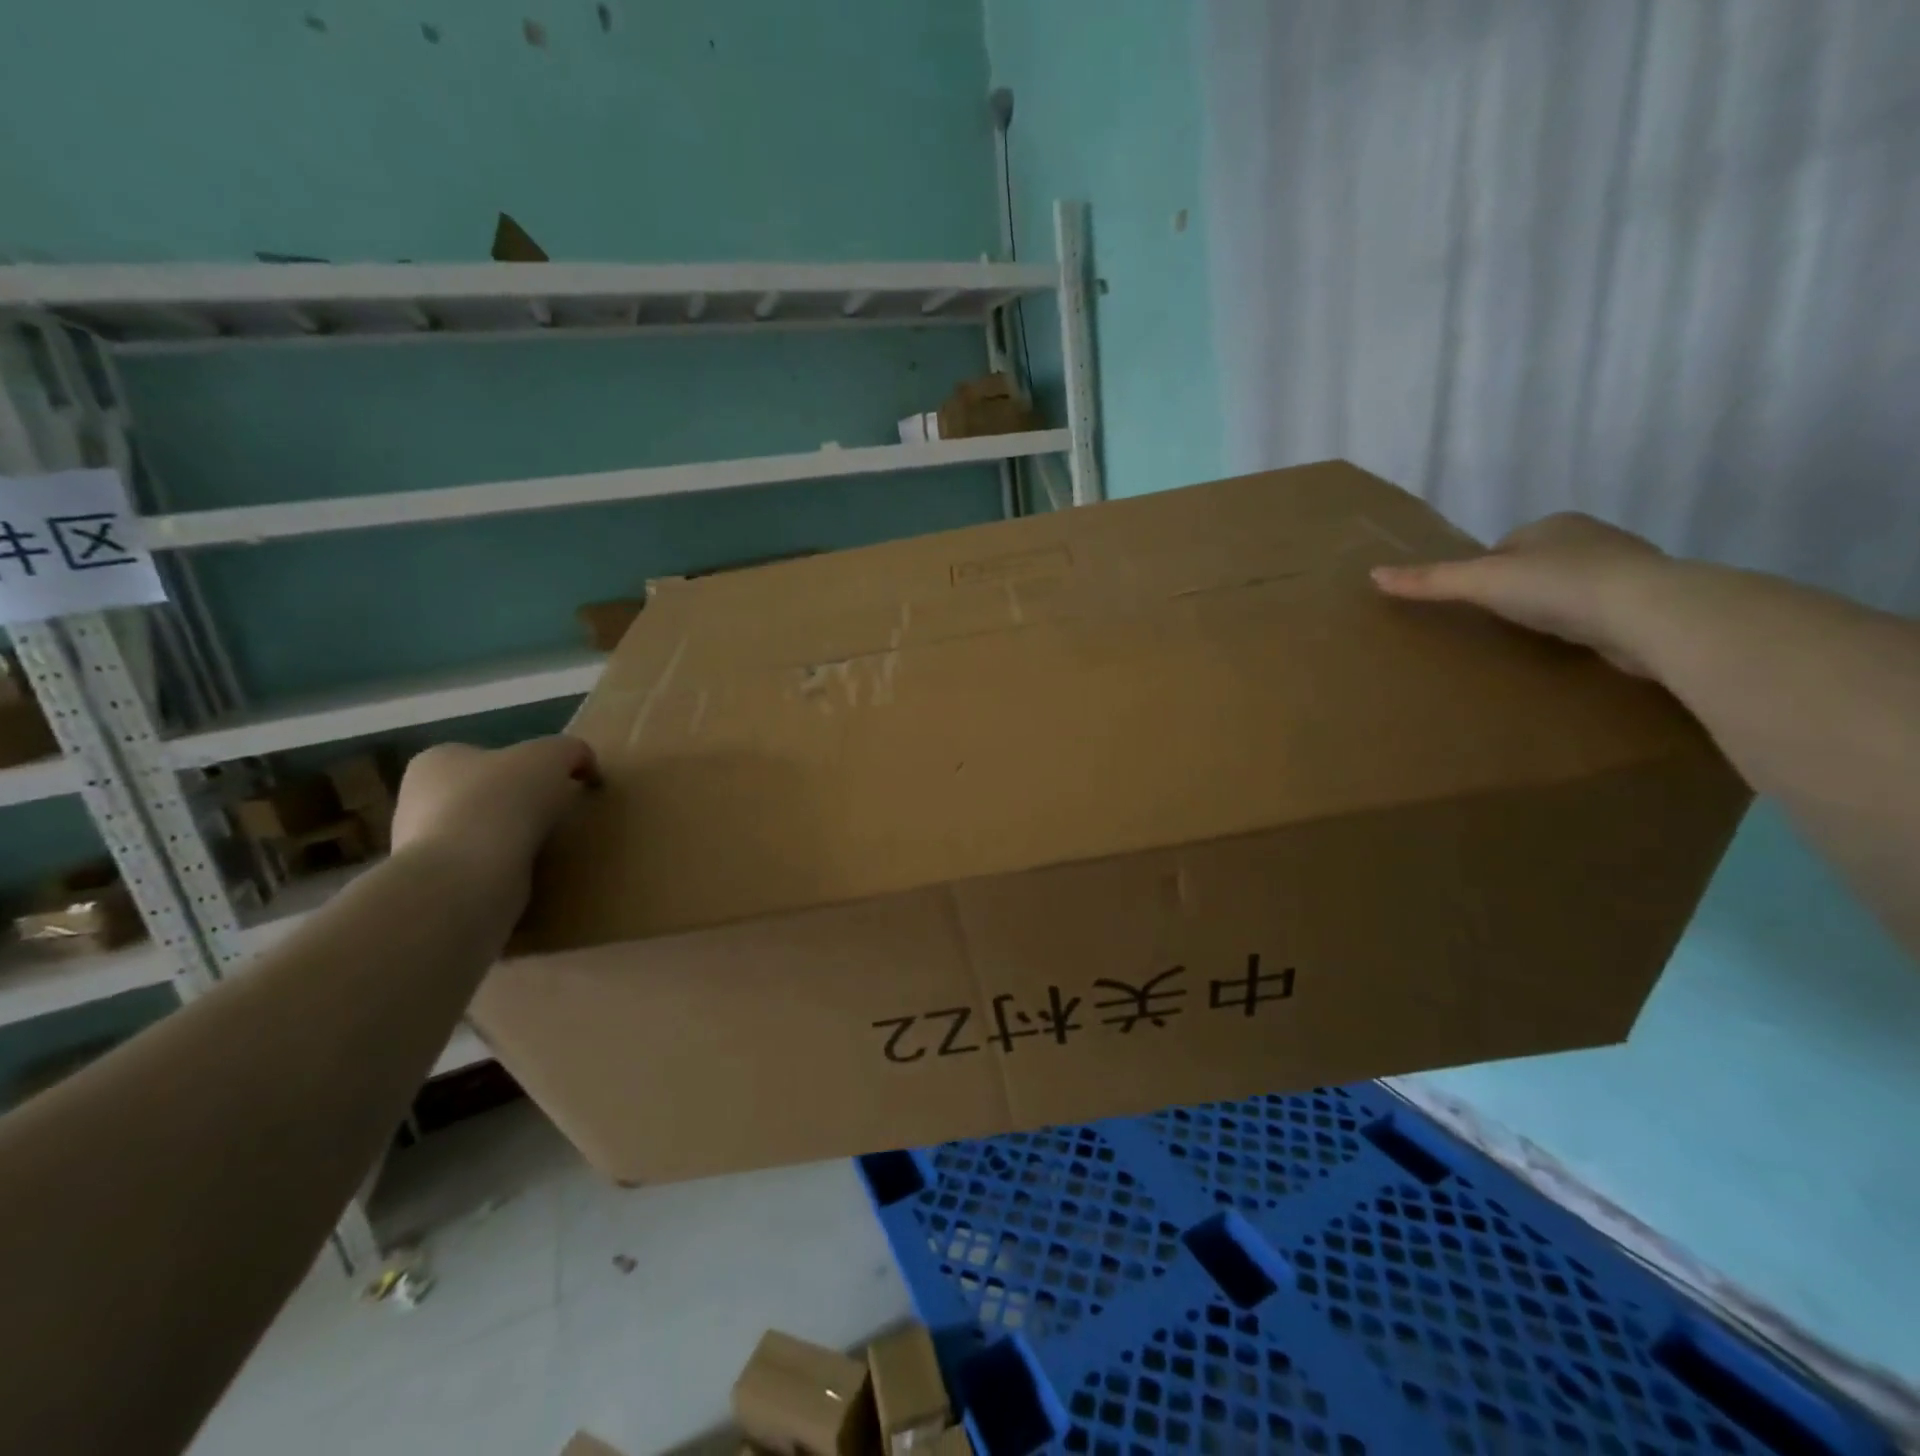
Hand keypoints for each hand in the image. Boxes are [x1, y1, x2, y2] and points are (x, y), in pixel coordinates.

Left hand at [391, 737, 597, 896]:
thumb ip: (572, 751)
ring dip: (513, 838)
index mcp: (437, 760)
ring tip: (545, 848)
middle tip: (556, 816)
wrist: (467, 876)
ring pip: (483, 832)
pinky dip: (507, 868)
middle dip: (518, 804)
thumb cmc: (502, 800)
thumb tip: (585, 768)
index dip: (527, 767)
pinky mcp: (438, 883)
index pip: (488, 756)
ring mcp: (424, 844)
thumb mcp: (553, 754)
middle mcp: (419, 798)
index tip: (557, 784)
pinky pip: (483, 867)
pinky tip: (527, 871)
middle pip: (485, 794)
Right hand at [1371, 512, 1668, 676]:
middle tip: (1496, 622)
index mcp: (1554, 524)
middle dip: (1518, 589)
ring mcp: (1624, 569)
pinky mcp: (1647, 603)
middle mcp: (1592, 538)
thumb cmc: (1559, 587)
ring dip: (1553, 608)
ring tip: (1532, 637)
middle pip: (1536, 565)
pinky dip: (1582, 625)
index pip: (1504, 547)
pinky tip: (1572, 645)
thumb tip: (1374, 574)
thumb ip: (1430, 581)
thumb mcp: (1481, 582)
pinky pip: (1599, 611)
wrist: (1651, 613)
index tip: (1474, 601)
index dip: (1484, 572)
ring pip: (1570, 587)